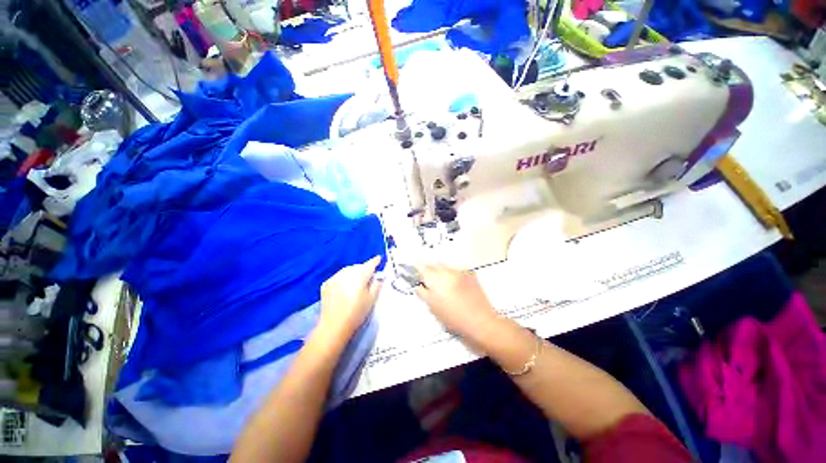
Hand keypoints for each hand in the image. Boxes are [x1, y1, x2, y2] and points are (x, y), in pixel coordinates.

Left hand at [317, 256, 382, 343]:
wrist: (333, 326)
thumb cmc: (357, 313)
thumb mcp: (371, 299)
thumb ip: (377, 284)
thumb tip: (379, 276)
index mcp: (360, 276)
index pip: (369, 264)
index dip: (375, 261)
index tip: (379, 258)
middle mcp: (346, 273)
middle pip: (358, 266)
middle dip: (364, 268)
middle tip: (368, 275)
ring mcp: (335, 277)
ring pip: (347, 270)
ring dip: (353, 272)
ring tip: (356, 281)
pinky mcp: (326, 283)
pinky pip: (338, 276)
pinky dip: (343, 277)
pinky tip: (345, 287)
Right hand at [415, 264, 499, 342]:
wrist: (480, 321)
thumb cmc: (454, 317)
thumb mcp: (433, 307)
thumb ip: (423, 293)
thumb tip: (419, 285)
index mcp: (436, 279)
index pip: (422, 267)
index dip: (418, 267)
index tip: (415, 268)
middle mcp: (448, 271)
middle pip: (434, 265)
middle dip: (430, 271)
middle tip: (429, 282)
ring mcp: (460, 272)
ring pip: (446, 268)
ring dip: (442, 273)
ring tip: (445, 287)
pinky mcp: (470, 275)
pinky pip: (457, 271)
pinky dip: (454, 276)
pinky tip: (456, 288)